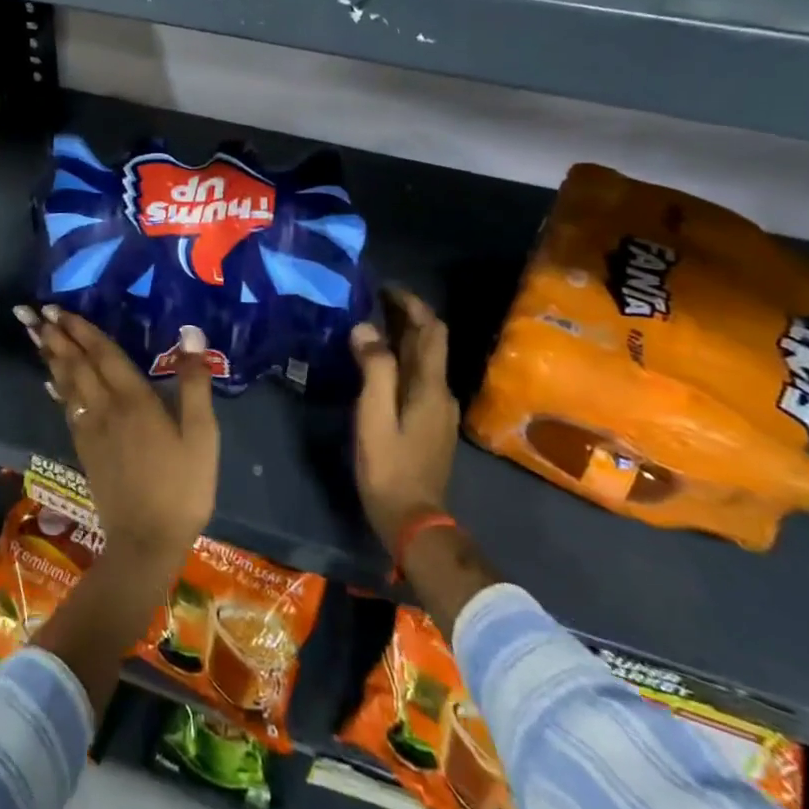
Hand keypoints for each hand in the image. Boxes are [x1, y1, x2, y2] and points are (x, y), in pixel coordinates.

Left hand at [18, 306, 218, 568]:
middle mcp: (105, 408)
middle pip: (77, 364)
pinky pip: (66, 409)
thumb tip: (191, 335)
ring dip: (51, 356)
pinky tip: (50, 381)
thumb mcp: (201, 435)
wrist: (147, 542)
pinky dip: (57, 388)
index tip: (59, 309)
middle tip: (34, 312)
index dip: (82, 330)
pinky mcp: (85, 450)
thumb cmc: (182, 486)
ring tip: (35, 334)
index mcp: (135, 399)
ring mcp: (90, 430)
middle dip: (57, 336)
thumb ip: (194, 384)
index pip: (103, 354)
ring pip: (67, 384)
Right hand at [351, 288, 458, 552]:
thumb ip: (374, 369)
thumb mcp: (374, 415)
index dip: (413, 304)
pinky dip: (401, 360)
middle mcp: (441, 393)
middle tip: (372, 301)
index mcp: (431, 387)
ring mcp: (438, 411)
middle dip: (406, 317)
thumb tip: (367, 328)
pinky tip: (378, 365)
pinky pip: (418, 379)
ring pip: (424, 361)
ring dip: (403, 338)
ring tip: (370, 326)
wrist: (413, 520)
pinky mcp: (429, 425)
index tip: (386, 288)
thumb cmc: (389, 466)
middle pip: (430, 344)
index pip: (431, 330)